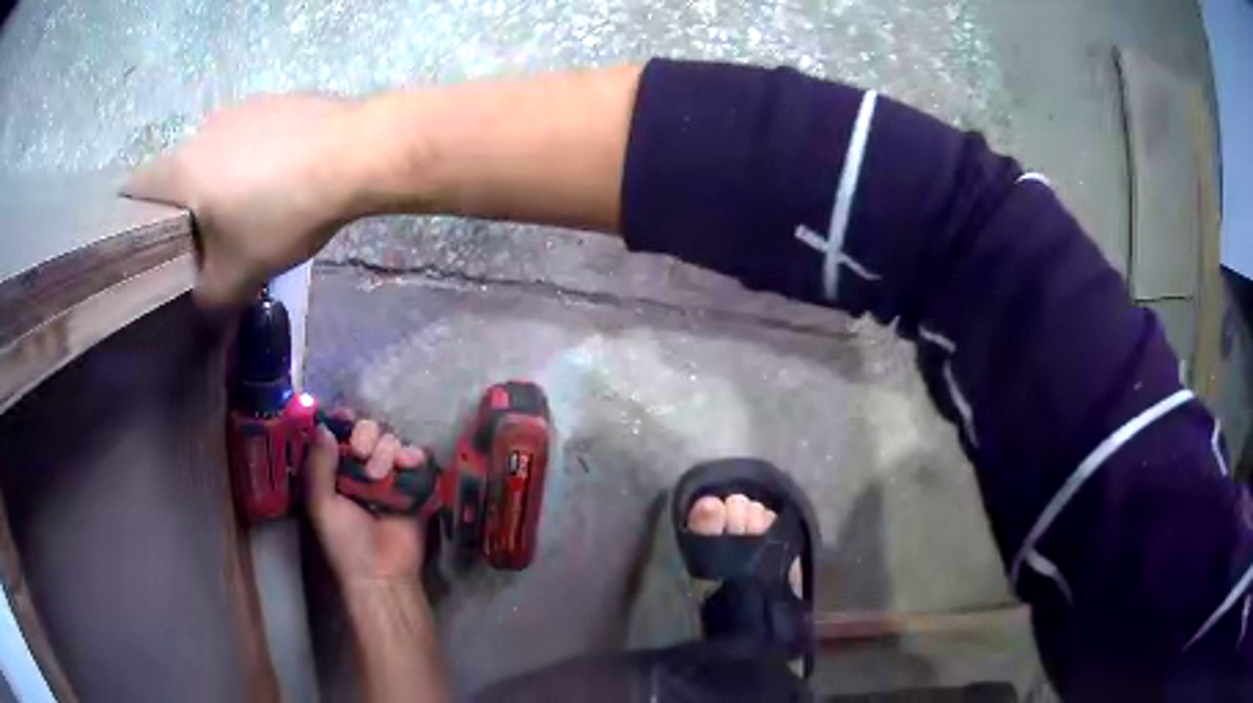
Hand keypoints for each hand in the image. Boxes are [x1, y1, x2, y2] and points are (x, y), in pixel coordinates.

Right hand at [123, 95, 366, 309]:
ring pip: (213, 153)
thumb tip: (200, 304)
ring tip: (242, 210)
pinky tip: (276, 179)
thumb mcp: (237, 274)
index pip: (135, 189)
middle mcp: (203, 129)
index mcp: (181, 167)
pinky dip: (250, 159)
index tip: (142, 242)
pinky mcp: (276, 101)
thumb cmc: (281, 213)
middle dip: (181, 207)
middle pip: (176, 173)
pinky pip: (248, 136)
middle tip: (198, 240)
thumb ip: (207, 298)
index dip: (131, 216)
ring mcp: (242, 108)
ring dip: (218, 182)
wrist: (354, 153)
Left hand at [305, 416, 428, 586]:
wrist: (382, 571)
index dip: (343, 421)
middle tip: (360, 453)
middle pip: (368, 430)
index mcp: (336, 471)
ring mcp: (390, 476)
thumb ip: (319, 465)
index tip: (345, 416)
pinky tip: (408, 464)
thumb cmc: (344, 541)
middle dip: (366, 434)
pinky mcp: (415, 485)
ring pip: (391, 440)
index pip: (340, 434)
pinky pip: (417, 457)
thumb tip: (323, 426)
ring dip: (386, 449)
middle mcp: (363, 468)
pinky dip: (413, 454)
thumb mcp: (321, 505)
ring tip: (381, 474)